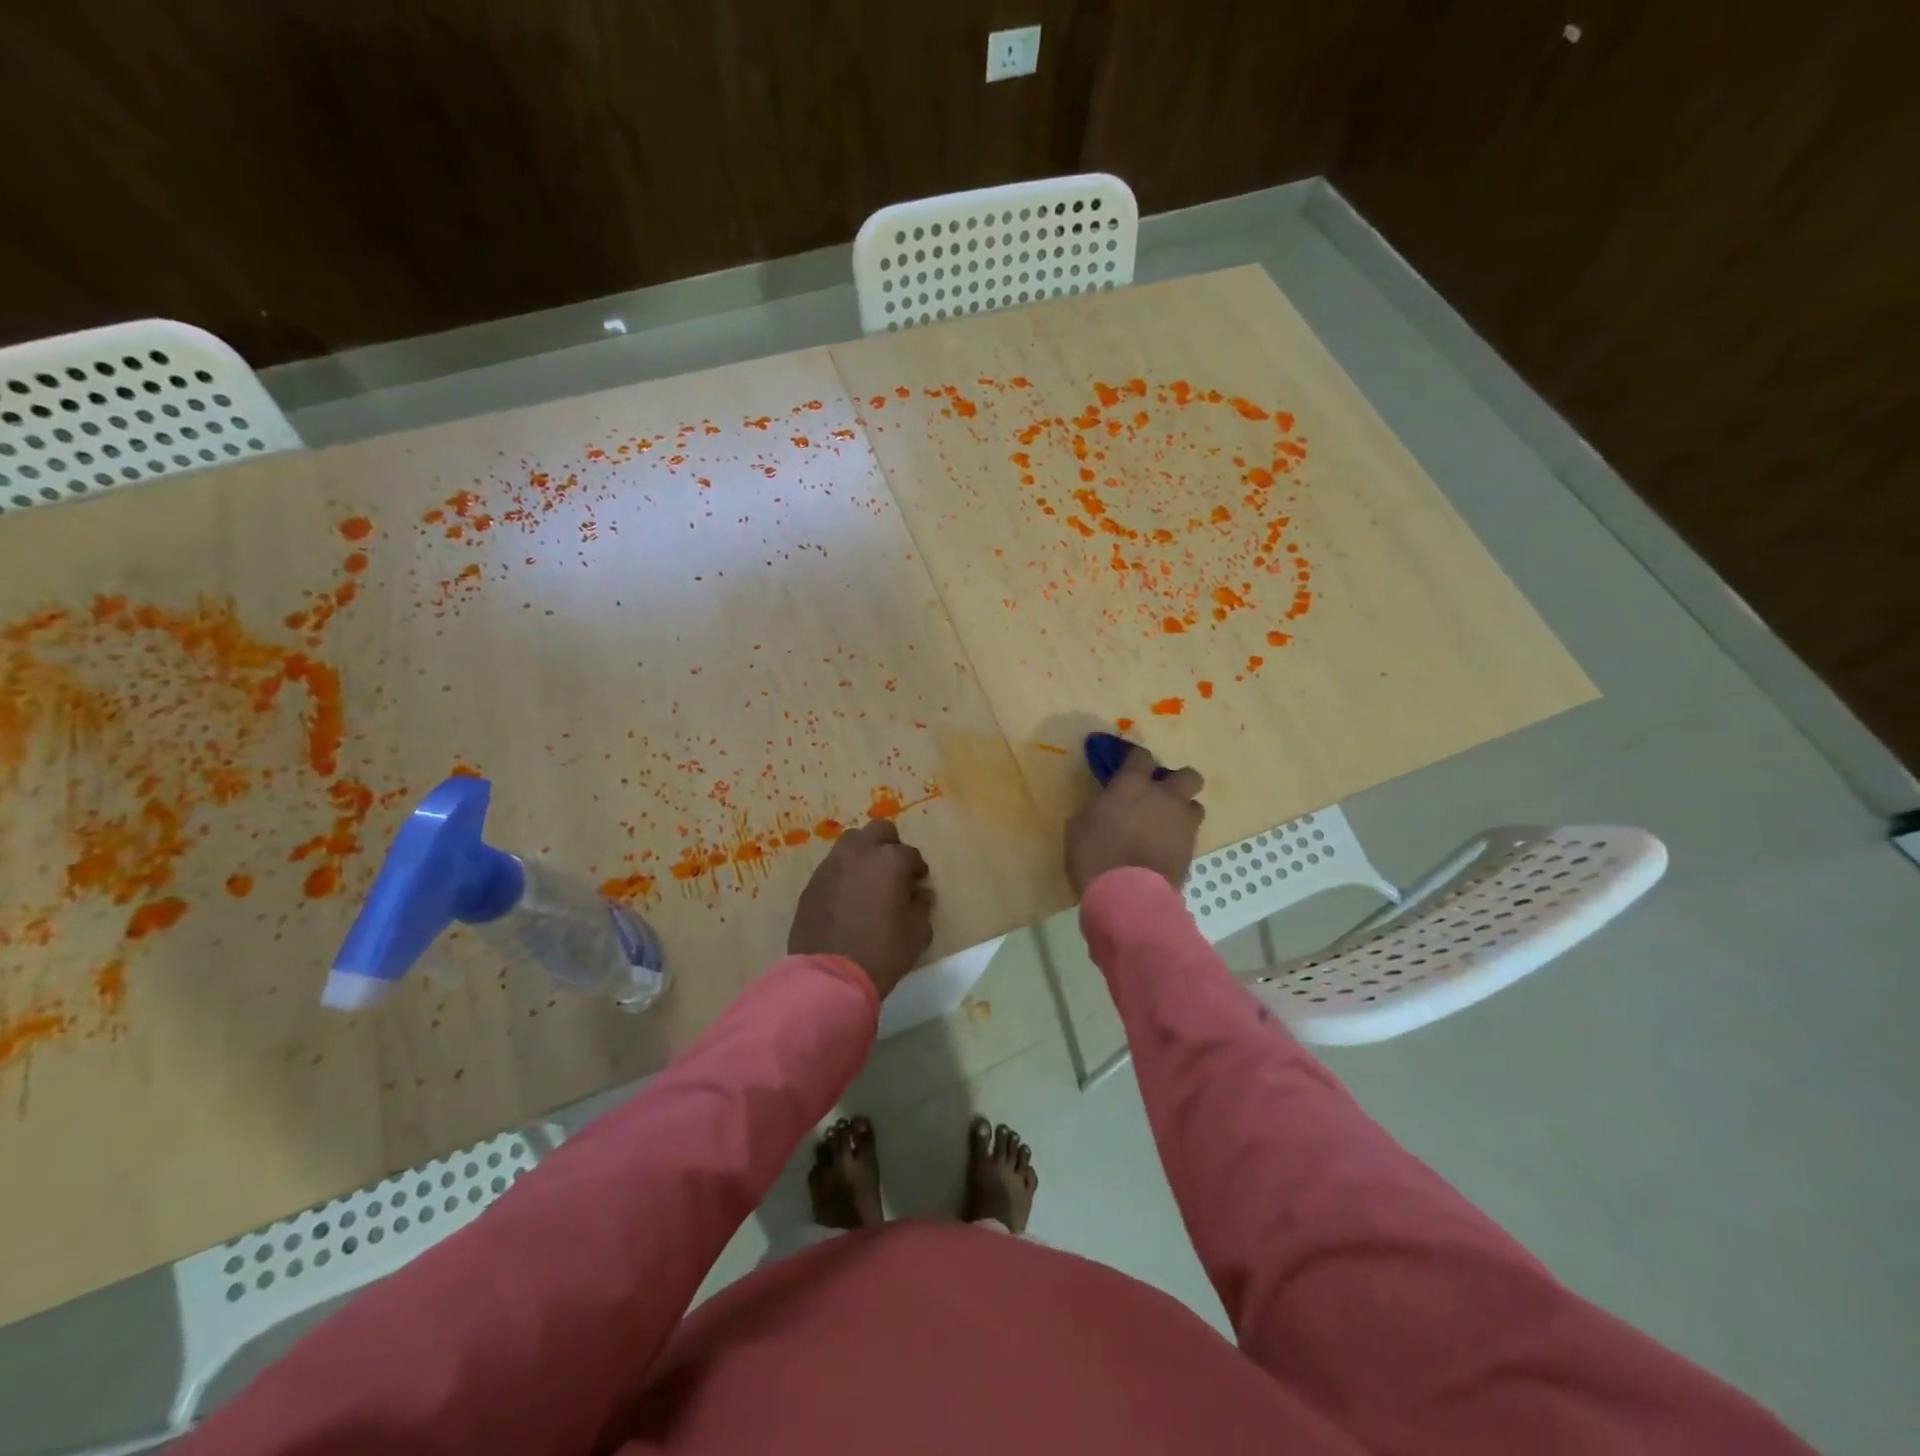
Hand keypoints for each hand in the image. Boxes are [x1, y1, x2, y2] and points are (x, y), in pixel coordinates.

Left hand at [789, 818, 934, 1000]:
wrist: (831, 976)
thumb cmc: (883, 952)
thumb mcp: (918, 932)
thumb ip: (922, 906)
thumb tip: (920, 893)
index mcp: (890, 860)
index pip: (911, 855)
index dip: (917, 870)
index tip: (918, 884)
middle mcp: (860, 853)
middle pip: (879, 830)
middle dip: (890, 845)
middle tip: (893, 871)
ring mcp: (832, 866)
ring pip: (851, 843)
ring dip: (863, 854)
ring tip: (868, 880)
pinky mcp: (812, 883)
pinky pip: (832, 867)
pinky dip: (843, 874)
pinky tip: (847, 898)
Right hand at [1065, 745, 1203, 894]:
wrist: (1127, 895)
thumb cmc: (1094, 855)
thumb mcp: (1080, 826)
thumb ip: (1099, 808)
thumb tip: (1105, 807)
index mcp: (1132, 784)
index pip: (1142, 756)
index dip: (1136, 761)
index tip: (1129, 770)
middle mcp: (1164, 796)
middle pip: (1188, 775)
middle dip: (1177, 782)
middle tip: (1159, 796)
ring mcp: (1182, 823)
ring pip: (1195, 805)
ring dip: (1182, 811)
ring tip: (1165, 826)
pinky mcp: (1191, 849)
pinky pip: (1191, 834)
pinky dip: (1180, 838)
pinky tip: (1164, 850)